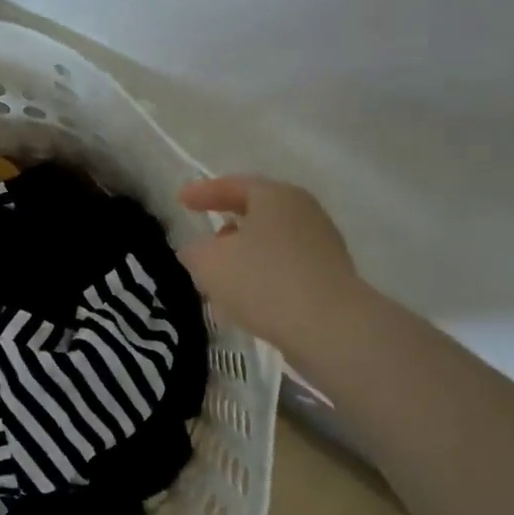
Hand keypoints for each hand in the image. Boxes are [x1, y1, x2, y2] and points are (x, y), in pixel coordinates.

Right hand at [178, 174, 362, 354]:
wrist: (332, 329)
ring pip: (270, 244)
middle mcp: (304, 213)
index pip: (234, 185)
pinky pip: (285, 270)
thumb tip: (199, 250)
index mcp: (276, 196)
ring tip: (219, 277)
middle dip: (227, 228)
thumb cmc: (263, 280)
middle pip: (257, 214)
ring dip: (244, 257)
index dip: (204, 192)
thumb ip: (195, 251)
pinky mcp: (331, 279)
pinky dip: (262, 278)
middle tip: (204, 239)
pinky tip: (244, 300)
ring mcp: (323, 246)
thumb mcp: (209, 262)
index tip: (181, 201)